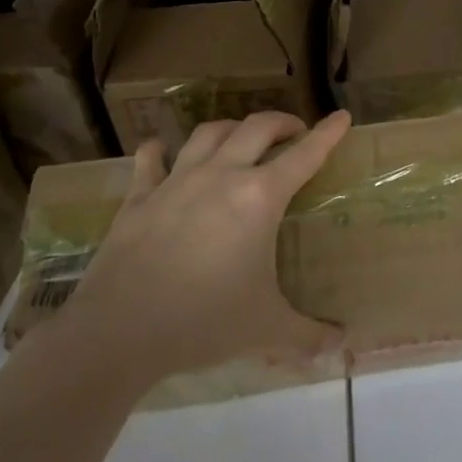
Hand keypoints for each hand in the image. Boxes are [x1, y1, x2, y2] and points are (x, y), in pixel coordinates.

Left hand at [58, 111, 350, 389]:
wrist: (118, 332)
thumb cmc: (203, 321)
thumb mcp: (265, 328)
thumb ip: (308, 334)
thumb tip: (342, 346)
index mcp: (260, 197)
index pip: (305, 154)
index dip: (328, 133)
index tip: (342, 115)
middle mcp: (222, 175)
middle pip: (258, 127)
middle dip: (282, 122)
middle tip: (294, 132)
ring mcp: (177, 181)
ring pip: (210, 132)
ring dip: (232, 128)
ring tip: (241, 138)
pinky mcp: (139, 197)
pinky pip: (151, 159)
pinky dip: (160, 149)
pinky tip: (163, 150)